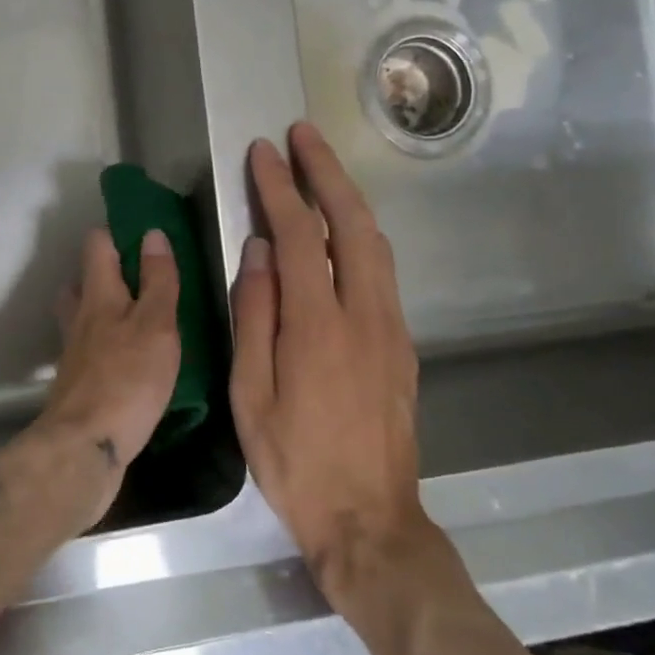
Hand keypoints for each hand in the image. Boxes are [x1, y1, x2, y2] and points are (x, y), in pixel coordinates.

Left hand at [28, 227, 181, 531]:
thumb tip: (152, 234)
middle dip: (105, 272)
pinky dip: (104, 345)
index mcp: (98, 294)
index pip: (97, 245)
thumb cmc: (127, 380)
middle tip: (139, 277)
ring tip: (136, 316)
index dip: (115, 232)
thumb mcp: (156, 325)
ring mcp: (73, 352)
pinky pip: (88, 349)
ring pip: (82, 316)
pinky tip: (127, 360)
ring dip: (102, 309)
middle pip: (82, 280)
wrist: (84, 448)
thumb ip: (157, 281)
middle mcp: (79, 317)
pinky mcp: (76, 383)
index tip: (142, 231)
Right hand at [231, 123, 435, 605]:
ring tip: (322, 166)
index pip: (300, 235)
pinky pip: (382, 270)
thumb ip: (255, 316)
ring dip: (348, 196)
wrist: (370, 520)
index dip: (279, 188)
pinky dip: (361, 232)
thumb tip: (258, 251)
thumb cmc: (295, 462)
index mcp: (318, 325)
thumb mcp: (251, 395)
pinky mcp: (402, 344)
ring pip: (375, 242)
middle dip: (325, 171)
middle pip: (351, 222)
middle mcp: (364, 314)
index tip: (262, 152)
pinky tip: (344, 228)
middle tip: (302, 134)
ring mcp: (391, 327)